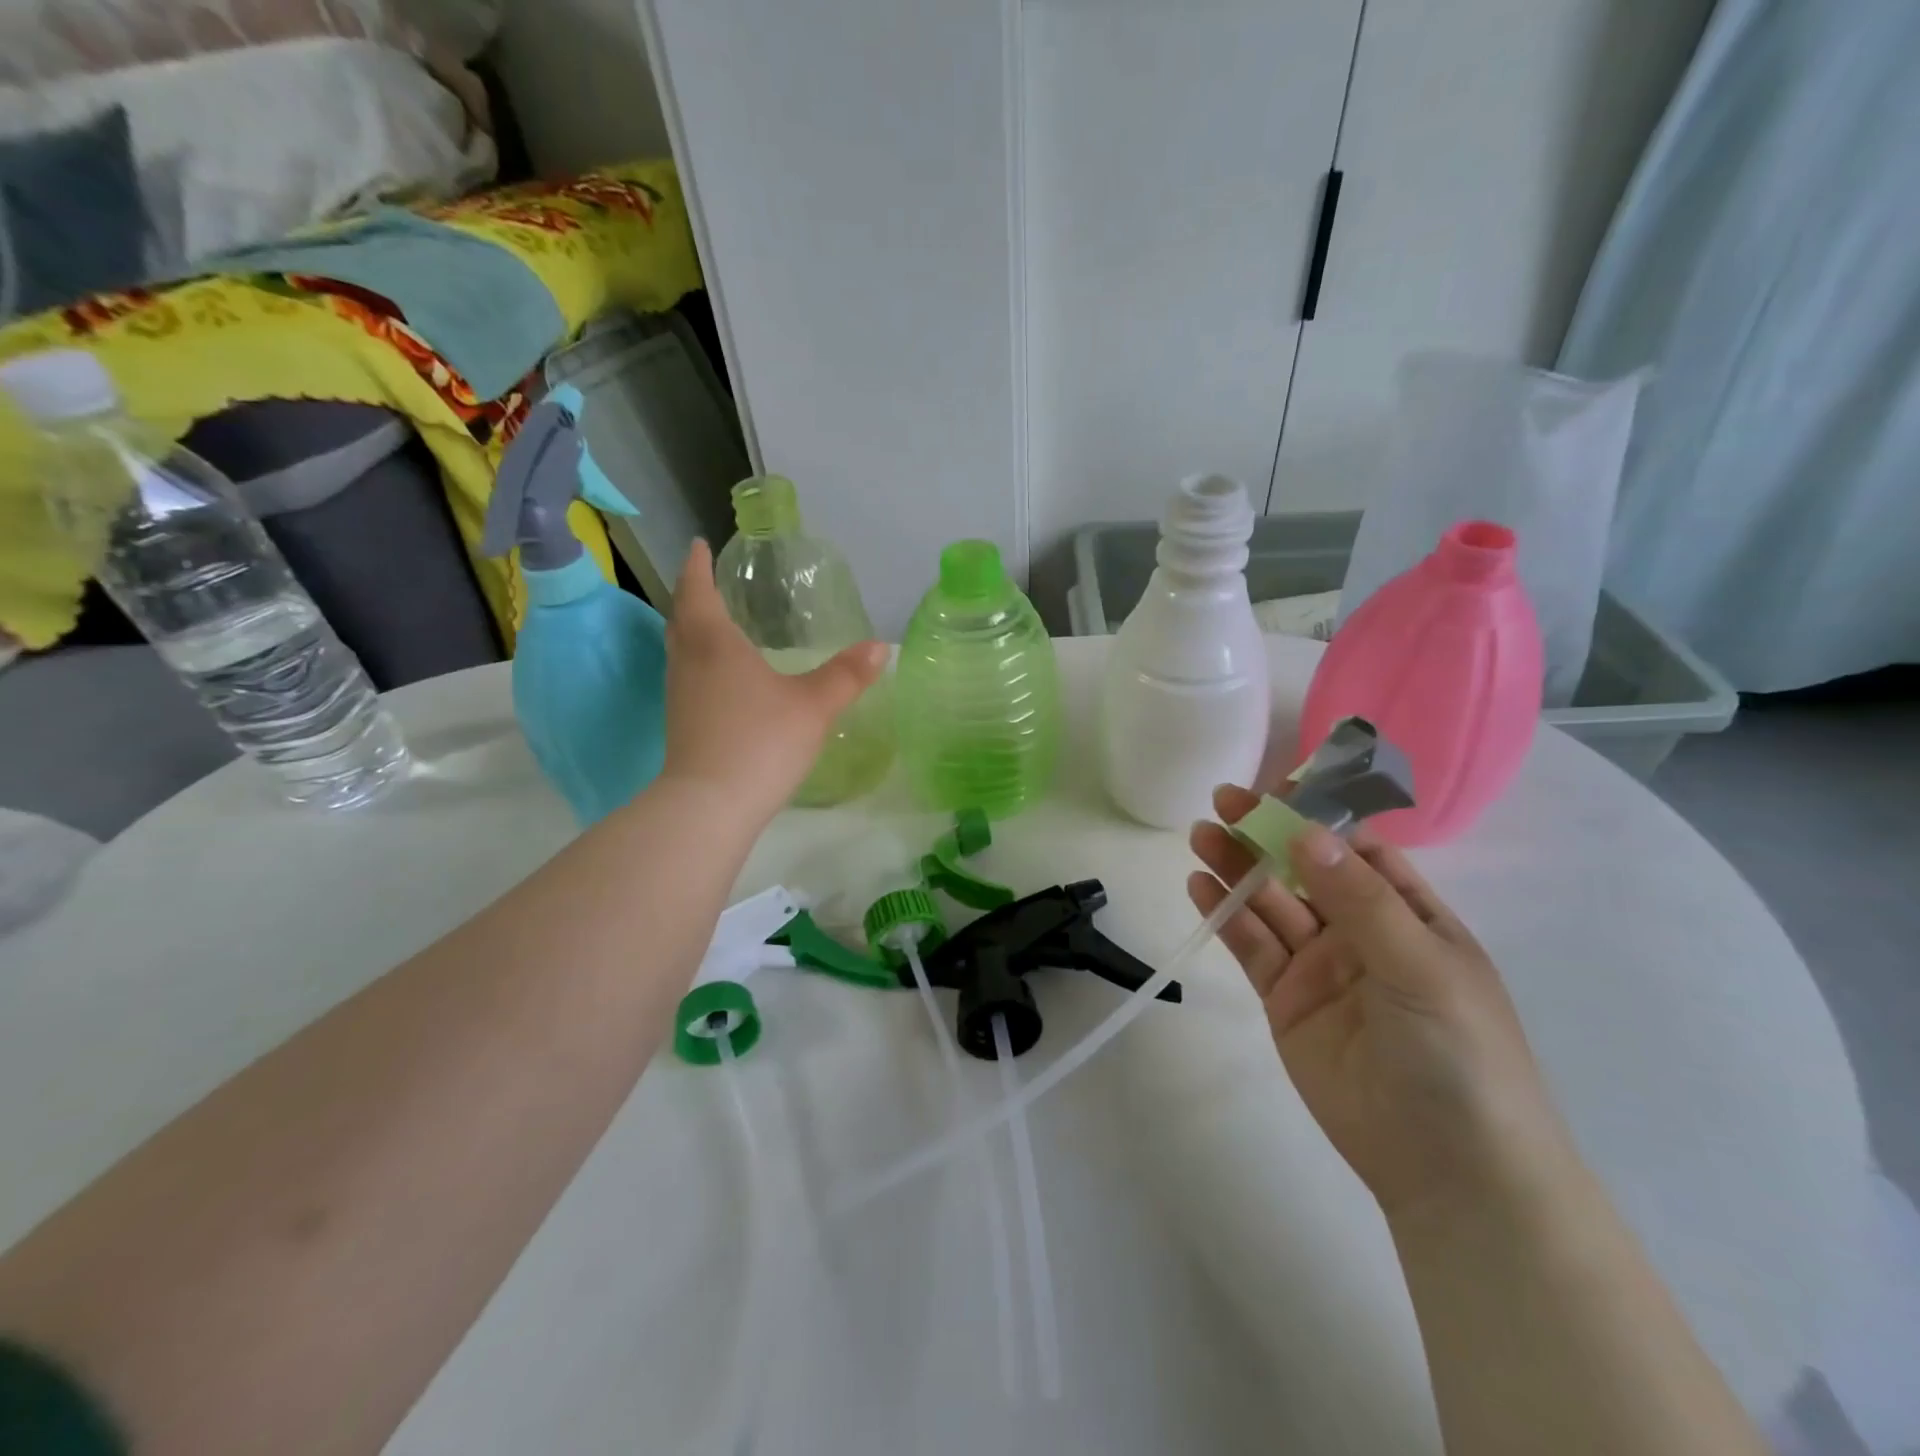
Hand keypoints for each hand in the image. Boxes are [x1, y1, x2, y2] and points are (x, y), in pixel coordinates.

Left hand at [663, 540, 886, 823]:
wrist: (710, 805)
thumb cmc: (761, 740)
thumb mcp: (814, 705)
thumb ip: (846, 675)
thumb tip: (880, 647)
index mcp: (714, 642)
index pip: (698, 590)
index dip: (697, 566)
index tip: (698, 545)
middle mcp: (688, 662)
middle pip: (681, 618)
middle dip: (693, 596)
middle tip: (708, 583)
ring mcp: (679, 695)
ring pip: (680, 650)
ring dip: (692, 630)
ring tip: (716, 625)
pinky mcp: (680, 725)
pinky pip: (686, 677)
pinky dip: (699, 663)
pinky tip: (723, 680)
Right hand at [1188, 786, 1575, 1218]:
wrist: (1449, 1169)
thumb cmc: (1460, 1055)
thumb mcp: (1421, 967)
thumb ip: (1361, 900)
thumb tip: (1309, 832)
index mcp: (1409, 915)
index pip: (1358, 849)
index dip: (1318, 815)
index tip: (1277, 786)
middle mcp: (1361, 933)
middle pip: (1303, 870)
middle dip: (1266, 834)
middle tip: (1223, 801)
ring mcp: (1319, 966)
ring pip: (1270, 904)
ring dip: (1236, 868)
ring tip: (1200, 834)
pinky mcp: (1285, 1000)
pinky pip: (1252, 948)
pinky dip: (1225, 915)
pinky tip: (1201, 887)